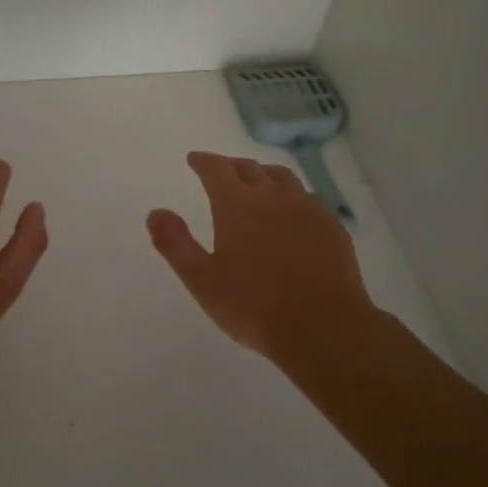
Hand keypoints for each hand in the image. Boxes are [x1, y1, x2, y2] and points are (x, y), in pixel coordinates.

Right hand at [148, 150, 374, 360]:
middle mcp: (272, 196)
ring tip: (258, 184)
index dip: (203, 161)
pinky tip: (292, 213)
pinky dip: (291, 196)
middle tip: (221, 172)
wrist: (323, 327)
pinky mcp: (332, 226)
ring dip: (264, 175)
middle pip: (249, 168)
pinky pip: (308, 198)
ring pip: (282, 178)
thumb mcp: (201, 279)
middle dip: (231, 166)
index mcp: (237, 204)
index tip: (194, 159)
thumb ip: (174, 243)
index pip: (216, 168)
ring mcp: (307, 209)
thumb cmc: (253, 305)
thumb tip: (156, 212)